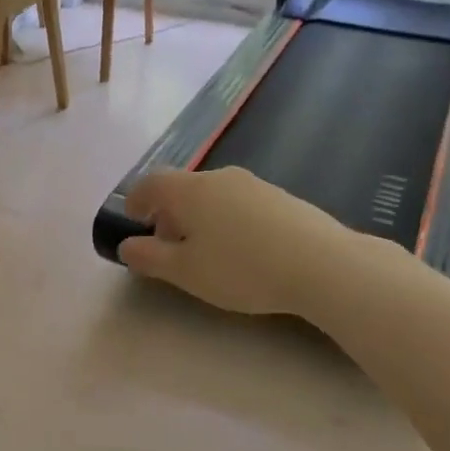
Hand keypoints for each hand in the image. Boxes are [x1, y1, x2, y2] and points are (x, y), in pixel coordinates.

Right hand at [118, 167, 347, 316]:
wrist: (323, 265)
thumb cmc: (241, 268)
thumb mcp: (186, 272)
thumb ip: (150, 257)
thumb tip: (127, 245)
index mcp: (190, 190)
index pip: (151, 183)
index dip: (136, 200)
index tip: (133, 220)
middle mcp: (220, 178)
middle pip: (182, 188)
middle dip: (168, 213)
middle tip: (167, 245)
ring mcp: (255, 185)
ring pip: (213, 195)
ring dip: (199, 218)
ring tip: (206, 252)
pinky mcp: (282, 198)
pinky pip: (240, 204)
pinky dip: (227, 220)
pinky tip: (242, 251)